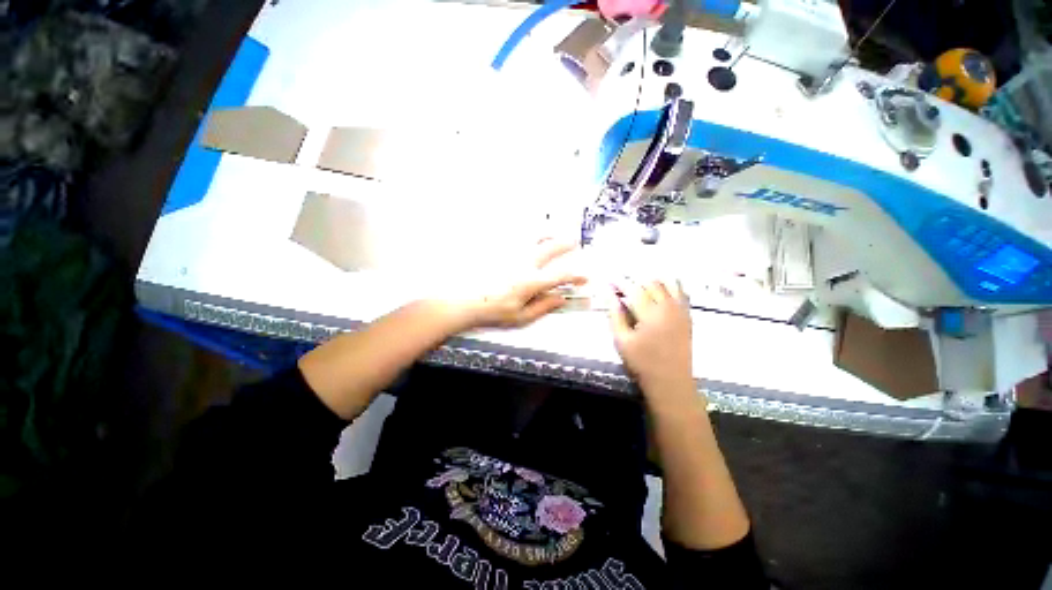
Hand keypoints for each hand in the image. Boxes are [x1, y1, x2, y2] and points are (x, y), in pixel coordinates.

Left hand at [458, 240, 585, 329]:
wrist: (464, 300)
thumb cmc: (492, 311)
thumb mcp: (521, 317)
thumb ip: (543, 306)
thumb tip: (560, 299)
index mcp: (531, 282)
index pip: (560, 276)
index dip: (576, 276)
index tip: (584, 278)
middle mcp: (525, 263)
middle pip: (551, 248)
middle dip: (566, 245)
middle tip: (574, 242)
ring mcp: (511, 253)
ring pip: (534, 236)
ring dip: (548, 234)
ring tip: (554, 233)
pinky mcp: (499, 249)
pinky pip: (516, 235)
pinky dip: (527, 233)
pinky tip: (529, 234)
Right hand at [608, 279, 693, 393]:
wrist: (671, 381)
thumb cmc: (642, 362)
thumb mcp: (621, 341)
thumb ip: (615, 315)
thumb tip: (609, 295)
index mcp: (650, 313)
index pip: (633, 289)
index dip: (620, 282)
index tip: (609, 280)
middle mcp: (667, 307)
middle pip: (651, 283)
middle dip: (634, 279)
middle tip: (621, 282)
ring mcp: (680, 310)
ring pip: (668, 284)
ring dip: (652, 280)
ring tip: (639, 283)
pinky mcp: (687, 316)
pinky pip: (681, 292)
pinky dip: (670, 285)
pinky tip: (661, 287)